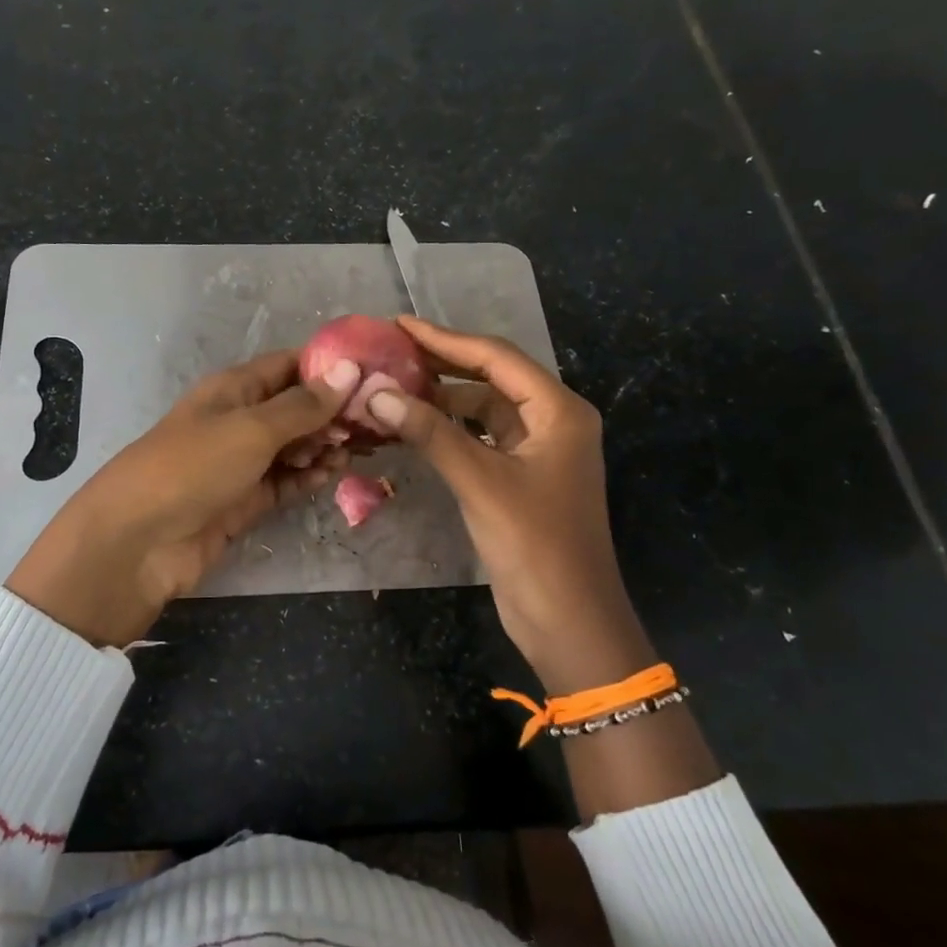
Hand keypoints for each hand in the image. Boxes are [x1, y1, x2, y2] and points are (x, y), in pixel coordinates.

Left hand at [7, 350, 360, 646]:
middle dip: (333, 412)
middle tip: (377, 423)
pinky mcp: (244, 501)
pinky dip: (308, 478)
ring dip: (324, 446)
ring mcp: (240, 463)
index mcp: (233, 389)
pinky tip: (333, 475)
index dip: (329, 368)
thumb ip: (303, 405)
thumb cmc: (192, 467)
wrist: (139, 542)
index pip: (288, 365)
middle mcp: (238, 420)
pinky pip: (285, 482)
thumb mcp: (251, 428)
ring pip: (294, 446)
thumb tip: (349, 370)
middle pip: (295, 408)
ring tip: (359, 450)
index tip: (375, 375)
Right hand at [365, 317, 650, 695]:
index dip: (445, 339)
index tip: (398, 325)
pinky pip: (479, 440)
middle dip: (441, 366)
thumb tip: (376, 393)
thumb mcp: (480, 483)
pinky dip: (447, 433)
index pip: (496, 358)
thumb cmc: (535, 545)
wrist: (570, 621)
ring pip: (482, 411)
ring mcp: (537, 452)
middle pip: (490, 379)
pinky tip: (412, 429)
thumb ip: (429, 433)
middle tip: (389, 353)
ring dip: (440, 402)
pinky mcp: (520, 479)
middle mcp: (552, 422)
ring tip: (391, 390)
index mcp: (558, 411)